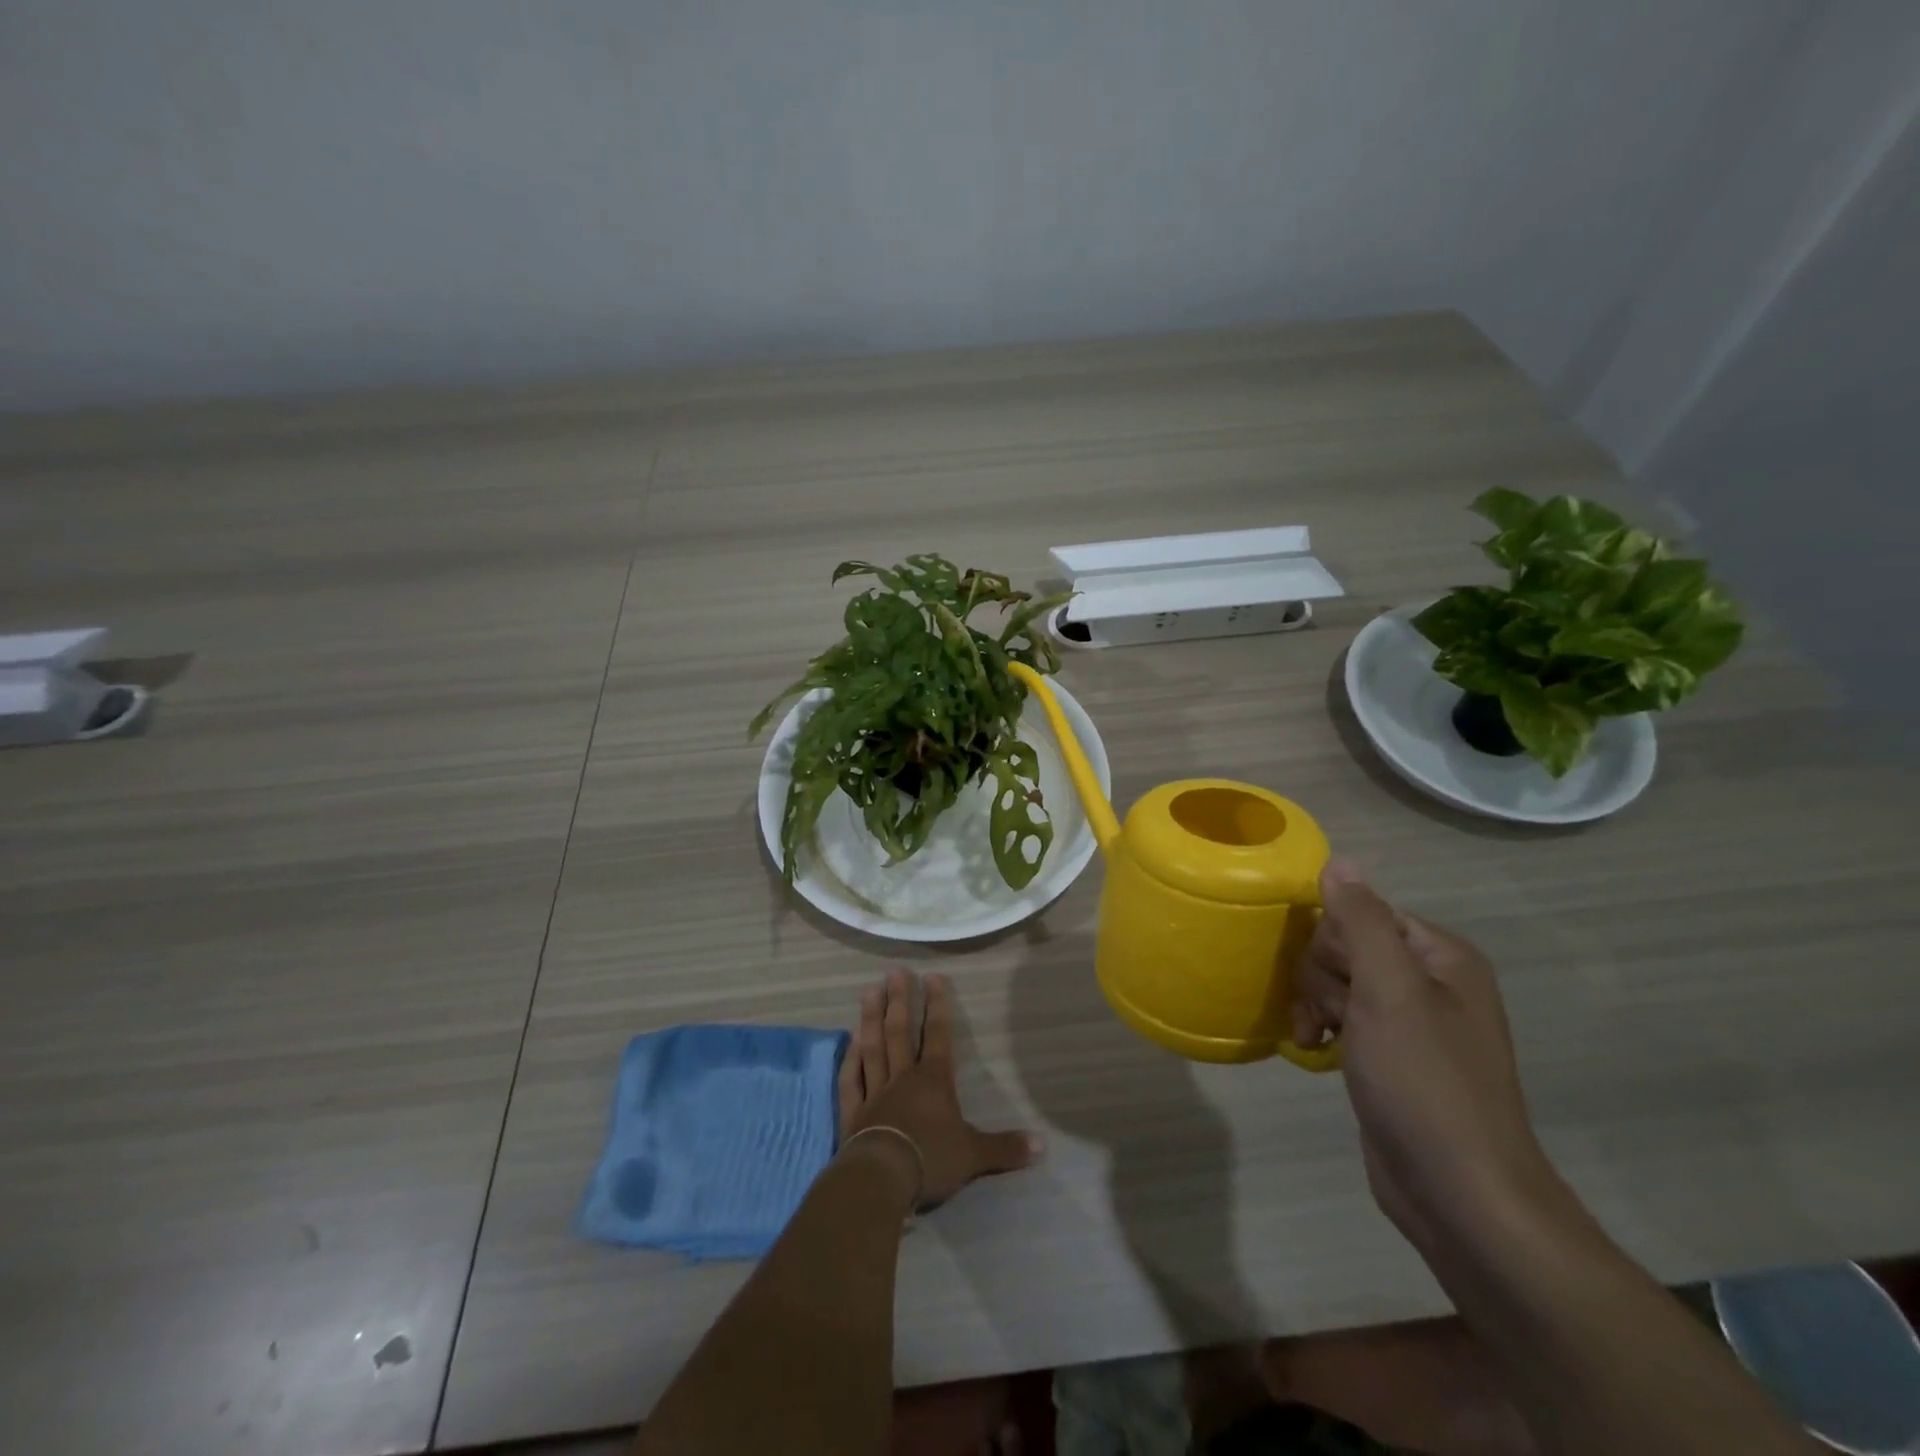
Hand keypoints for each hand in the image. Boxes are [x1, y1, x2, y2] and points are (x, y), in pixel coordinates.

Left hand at [837, 968, 1039, 1207]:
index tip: (933, 976)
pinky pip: (851, 1078)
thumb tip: (1042, 1145)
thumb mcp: (975, 1155)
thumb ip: (1005, 1148)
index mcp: (934, 1081)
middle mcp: (903, 1077)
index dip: (938, 1005)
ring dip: (870, 1018)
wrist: (882, 1179)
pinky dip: (850, 1059)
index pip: (939, 1035)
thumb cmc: (931, 1160)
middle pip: (900, 1032)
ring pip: (873, 1047)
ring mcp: (874, 1092)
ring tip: (869, 990)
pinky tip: (849, 1041)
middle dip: (899, 1000)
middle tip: (895, 972)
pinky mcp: (853, 1112)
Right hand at [1292, 861, 1557, 1247]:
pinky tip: (1313, 1049)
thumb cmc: (1425, 1082)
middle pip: (1346, 946)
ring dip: (1315, 1003)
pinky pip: (1342, 1017)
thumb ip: (1362, 921)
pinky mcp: (1391, 1056)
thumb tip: (1339, 860)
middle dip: (1322, 977)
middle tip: (1331, 1017)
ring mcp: (1411, 1022)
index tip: (1333, 981)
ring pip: (1337, 981)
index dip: (1335, 942)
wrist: (1459, 1194)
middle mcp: (1430, 981)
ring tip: (1316, 1038)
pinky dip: (1322, 1027)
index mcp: (1441, 956)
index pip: (1363, 912)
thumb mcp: (1389, 991)